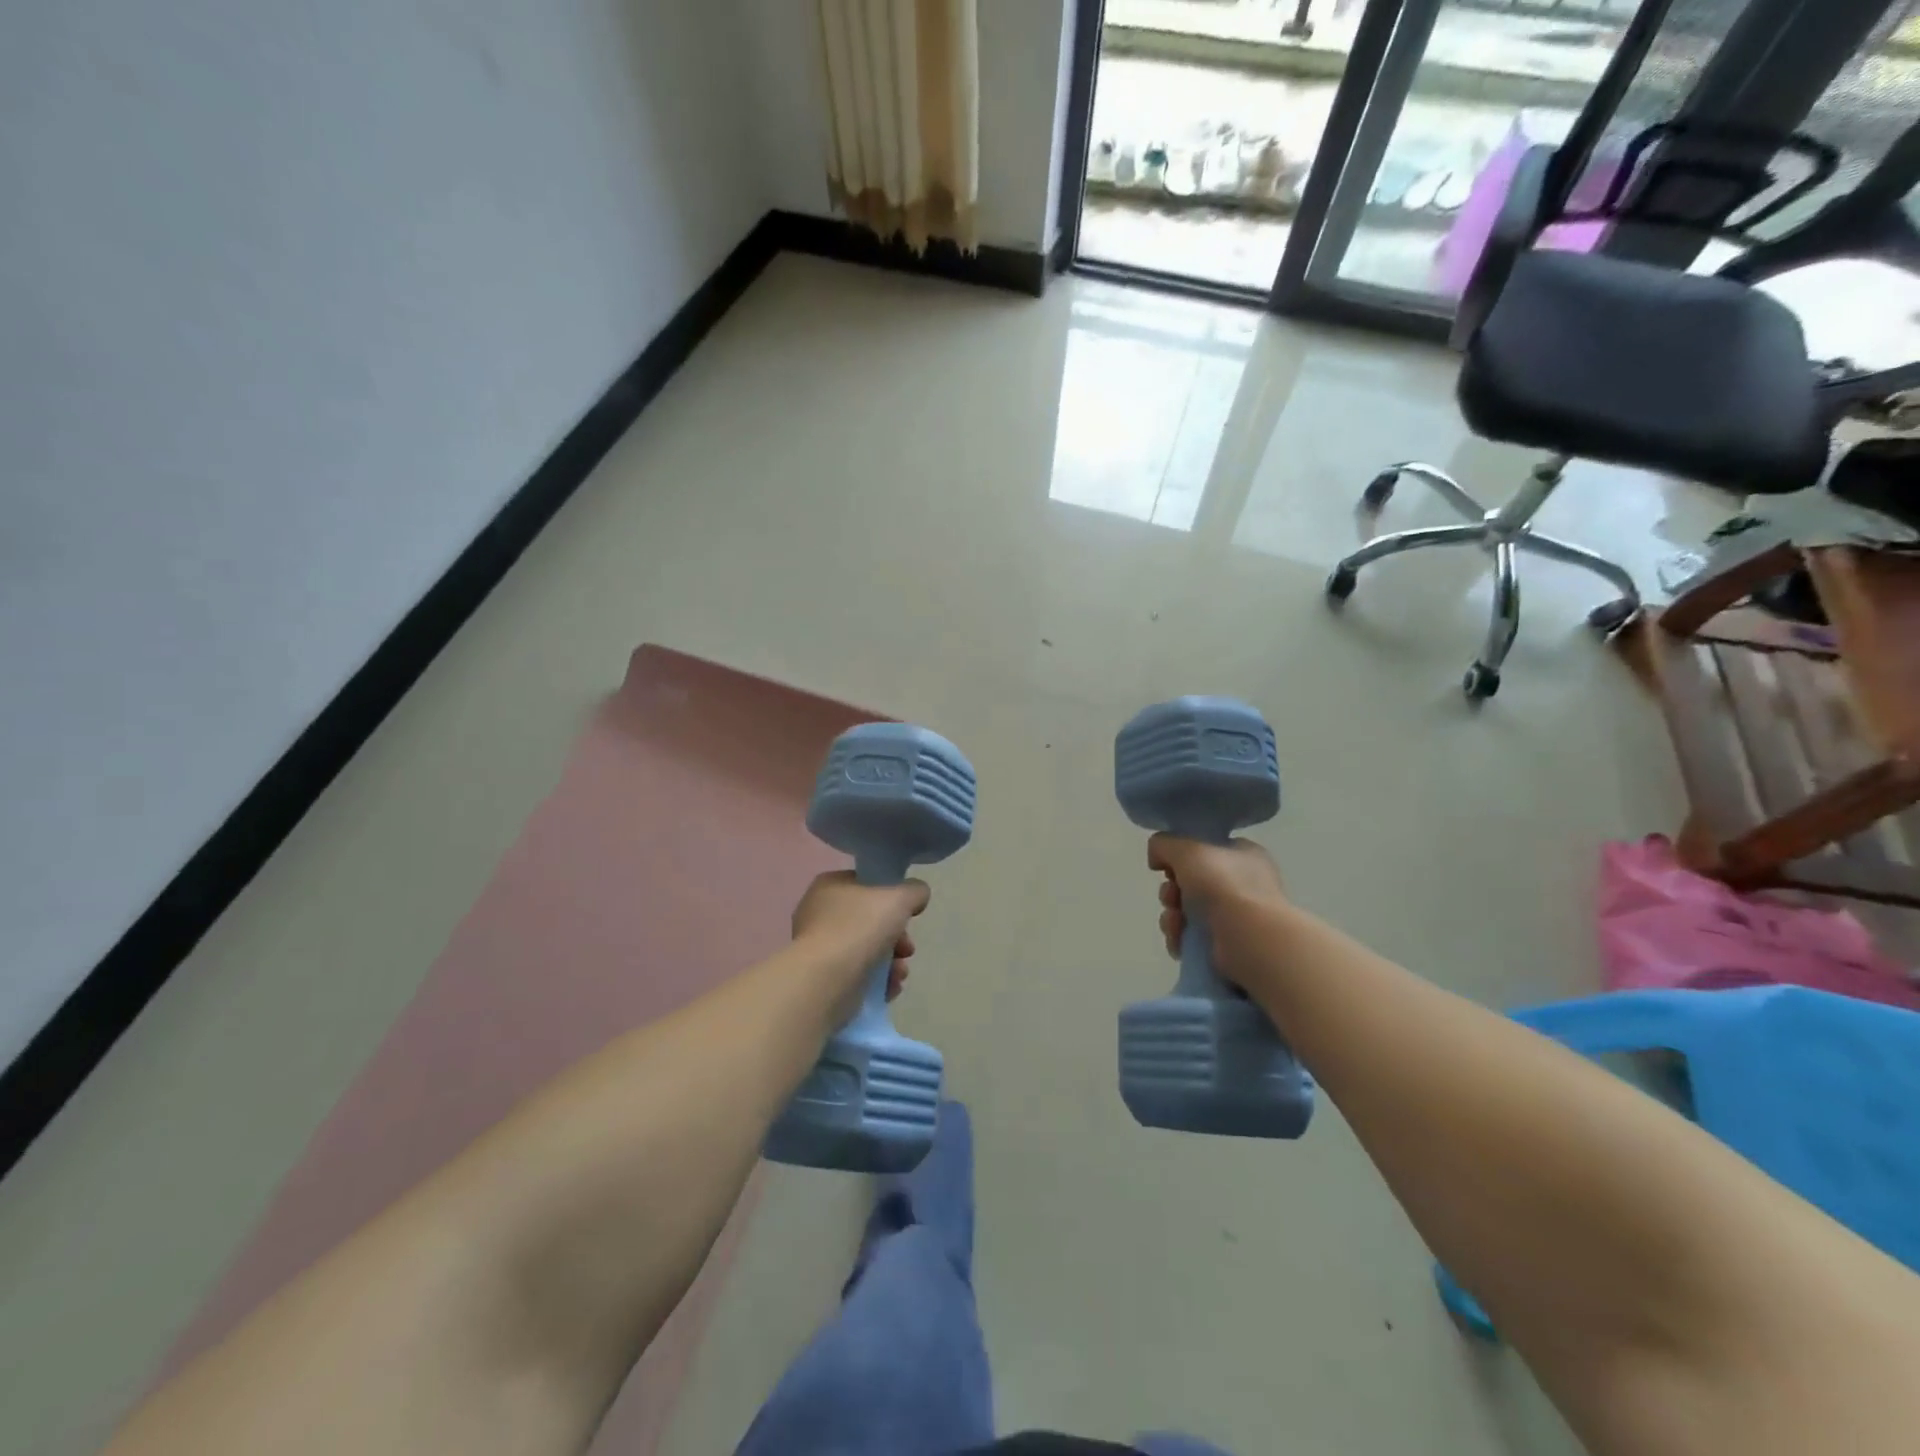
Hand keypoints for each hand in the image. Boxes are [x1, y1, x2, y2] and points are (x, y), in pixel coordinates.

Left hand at [791, 871, 928, 1015]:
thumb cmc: (860, 928)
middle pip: (870, 921)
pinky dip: (877, 981)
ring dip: (891, 962)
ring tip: (900, 974)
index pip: (866, 885)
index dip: (892, 897)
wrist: (827, 980)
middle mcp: (819, 913)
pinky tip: (890, 988)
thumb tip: (917, 896)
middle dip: (897, 937)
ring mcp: (819, 948)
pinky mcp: (823, 978)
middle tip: (907, 949)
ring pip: (866, 950)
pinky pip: (857, 975)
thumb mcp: (899, 898)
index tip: (908, 914)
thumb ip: (914, 891)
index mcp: (830, 886)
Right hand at [1148, 834, 1288, 984]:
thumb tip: (1156, 858)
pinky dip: (1179, 937)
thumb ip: (1164, 844)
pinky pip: (1191, 937)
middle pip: (1190, 882)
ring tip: (1175, 922)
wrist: (1249, 938)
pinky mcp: (1226, 946)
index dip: (1181, 857)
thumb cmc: (1223, 885)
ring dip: (1171, 916)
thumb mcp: (1187, 849)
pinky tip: (1178, 939)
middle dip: (1171, 890)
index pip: (1205, 850)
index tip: (1167, 865)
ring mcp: (1235, 917)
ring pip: (1186, 911)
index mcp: (1243, 855)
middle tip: (1171, 896)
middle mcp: (1242, 884)